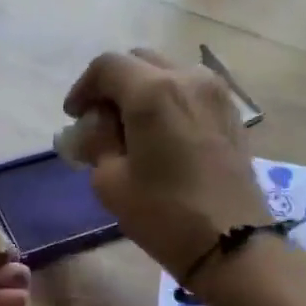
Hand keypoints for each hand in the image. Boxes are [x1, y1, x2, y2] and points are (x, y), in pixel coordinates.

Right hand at [62, 48, 268, 279]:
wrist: (231, 244)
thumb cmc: (164, 214)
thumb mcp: (110, 182)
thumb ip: (97, 143)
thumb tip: (95, 128)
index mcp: (153, 92)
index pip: (107, 66)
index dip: (83, 88)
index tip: (74, 117)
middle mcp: (188, 78)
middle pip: (139, 62)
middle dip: (113, 86)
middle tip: (99, 122)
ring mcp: (216, 93)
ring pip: (167, 72)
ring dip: (142, 91)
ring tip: (131, 129)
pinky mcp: (231, 112)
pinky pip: (190, 91)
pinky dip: (169, 101)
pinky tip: (160, 135)